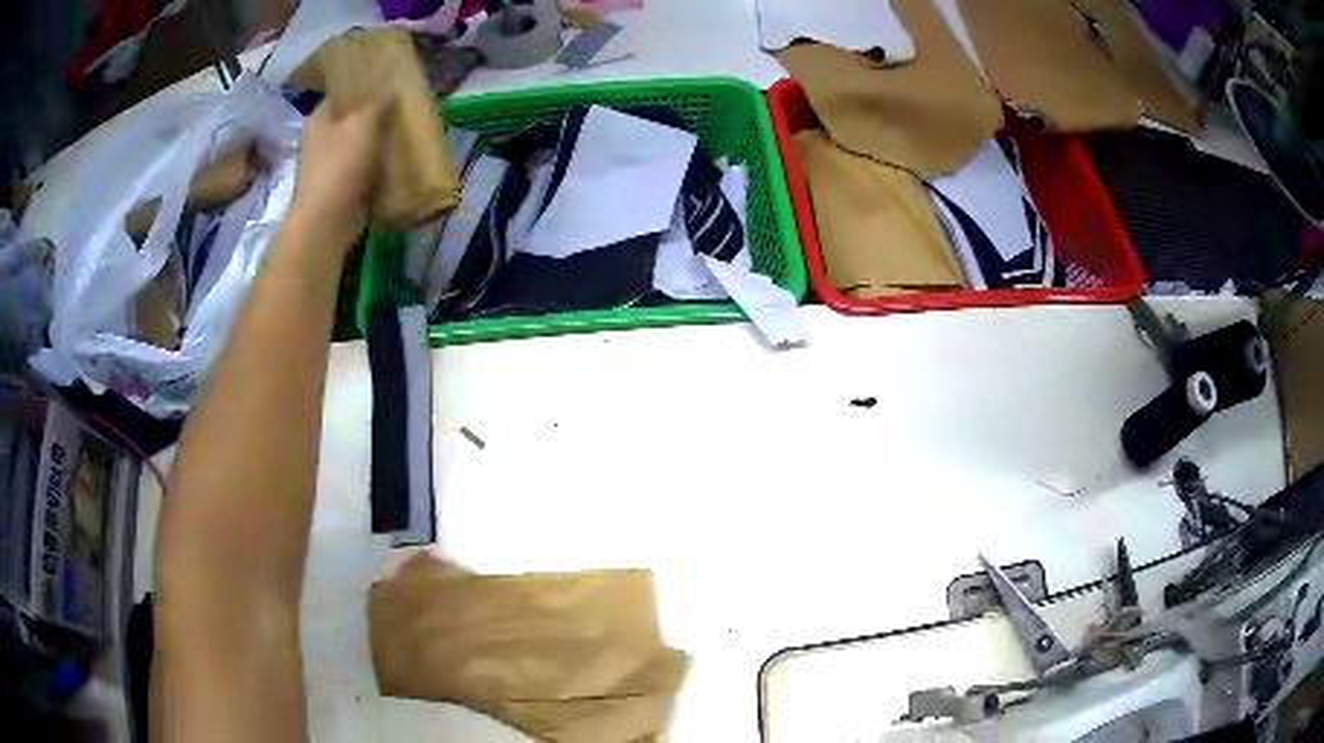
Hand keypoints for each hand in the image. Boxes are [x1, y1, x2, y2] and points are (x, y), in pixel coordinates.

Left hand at [287, 98, 387, 248]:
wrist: (327, 220)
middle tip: (399, 108)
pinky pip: (360, 171)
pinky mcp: (337, 190)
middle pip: (348, 121)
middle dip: (372, 117)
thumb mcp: (364, 123)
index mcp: (318, 120)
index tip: (385, 83)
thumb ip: (378, 103)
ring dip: (375, 144)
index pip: (339, 95)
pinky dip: (375, 168)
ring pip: (356, 147)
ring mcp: (326, 168)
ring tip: (402, 134)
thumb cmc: (341, 164)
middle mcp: (318, 141)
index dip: (360, 87)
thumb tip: (389, 91)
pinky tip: (395, 163)